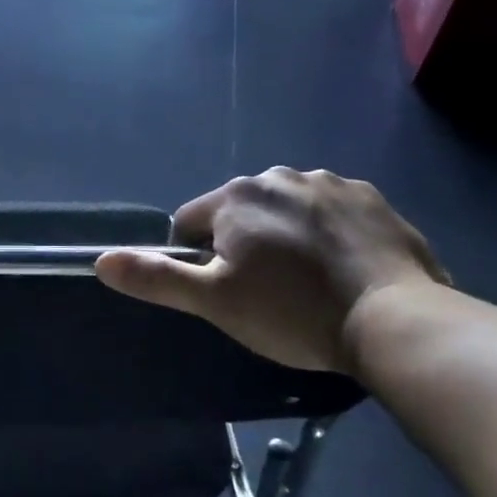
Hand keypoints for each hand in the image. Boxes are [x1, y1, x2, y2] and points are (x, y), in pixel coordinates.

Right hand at [94, 167, 447, 373]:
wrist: (396, 320)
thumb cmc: (292, 312)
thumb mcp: (215, 302)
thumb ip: (156, 277)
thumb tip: (100, 261)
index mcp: (235, 197)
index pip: (190, 223)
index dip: (198, 261)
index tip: (226, 294)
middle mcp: (278, 176)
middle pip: (239, 213)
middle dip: (243, 245)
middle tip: (268, 294)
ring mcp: (329, 182)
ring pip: (286, 210)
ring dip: (285, 236)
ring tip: (310, 284)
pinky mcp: (370, 198)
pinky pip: (331, 213)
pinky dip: (328, 234)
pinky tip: (344, 269)